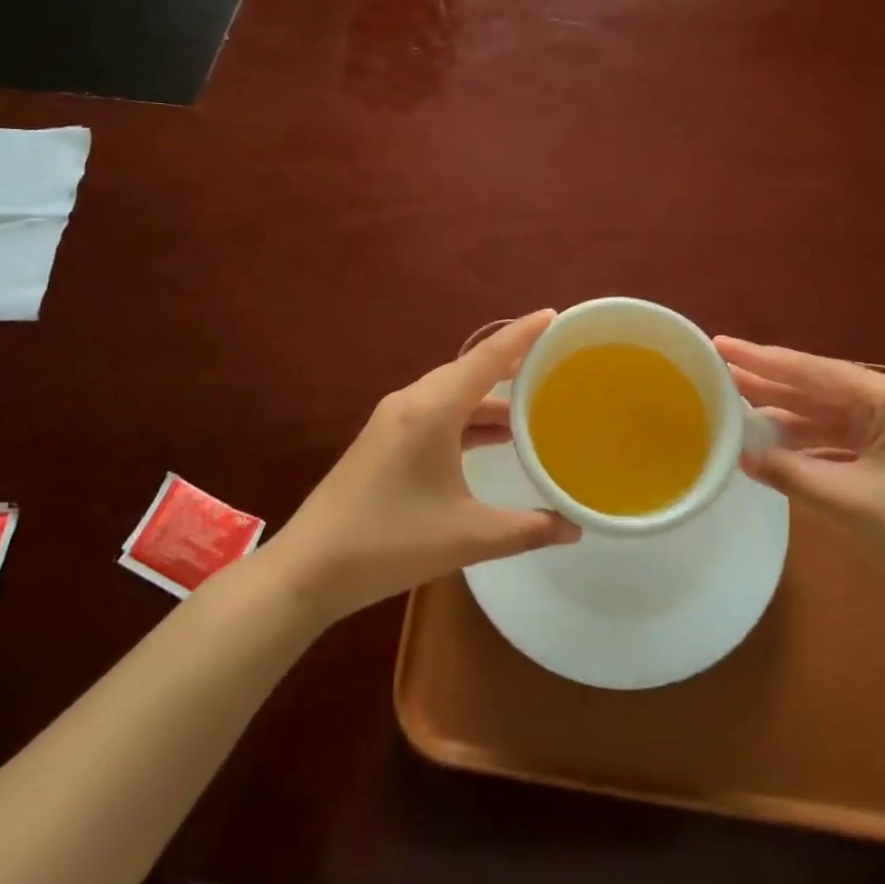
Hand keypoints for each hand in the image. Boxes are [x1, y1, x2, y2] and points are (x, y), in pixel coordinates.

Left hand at [264, 310, 580, 622]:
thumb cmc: (390, 543)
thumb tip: (575, 528)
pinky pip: (437, 411)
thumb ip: (527, 529)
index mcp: (432, 409)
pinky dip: (468, 416)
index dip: (522, 334)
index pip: (486, 358)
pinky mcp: (385, 439)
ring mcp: (394, 420)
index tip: (553, 314)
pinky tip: (493, 435)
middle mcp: (412, 402)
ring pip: (452, 392)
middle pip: (469, 369)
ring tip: (532, 397)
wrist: (309, 569)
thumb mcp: (467, 536)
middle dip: (510, 361)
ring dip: (489, 394)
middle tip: (553, 358)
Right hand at [717, 337, 884, 605]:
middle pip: (811, 385)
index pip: (808, 371)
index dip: (759, 358)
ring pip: (819, 412)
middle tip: (714, 368)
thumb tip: (743, 455)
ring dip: (779, 410)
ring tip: (730, 401)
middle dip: (764, 378)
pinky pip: (832, 438)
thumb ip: (793, 474)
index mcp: (884, 399)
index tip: (718, 344)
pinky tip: (770, 441)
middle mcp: (884, 403)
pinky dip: (800, 440)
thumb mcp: (854, 503)